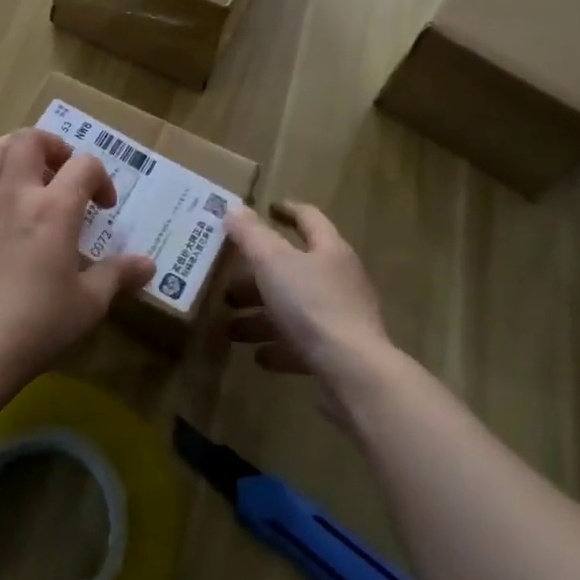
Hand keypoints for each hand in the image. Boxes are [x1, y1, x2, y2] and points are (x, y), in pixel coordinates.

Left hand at [0, 129, 154, 385]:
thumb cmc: (39, 323)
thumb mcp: (89, 303)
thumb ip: (117, 275)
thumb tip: (148, 265)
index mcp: (55, 208)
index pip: (84, 165)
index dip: (101, 178)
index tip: (105, 207)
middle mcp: (17, 195)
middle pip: (30, 140)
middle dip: (53, 146)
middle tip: (65, 171)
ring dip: (14, 151)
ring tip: (28, 170)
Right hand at [223, 201, 389, 383]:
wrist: (352, 371)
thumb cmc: (312, 305)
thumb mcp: (273, 262)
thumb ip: (251, 235)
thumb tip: (233, 208)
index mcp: (329, 250)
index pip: (309, 219)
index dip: (288, 210)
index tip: (267, 208)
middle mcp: (338, 280)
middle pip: (294, 269)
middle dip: (258, 276)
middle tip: (228, 285)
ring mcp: (340, 319)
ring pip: (294, 309)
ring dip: (262, 316)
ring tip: (230, 327)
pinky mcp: (337, 354)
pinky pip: (302, 344)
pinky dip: (279, 346)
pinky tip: (258, 357)